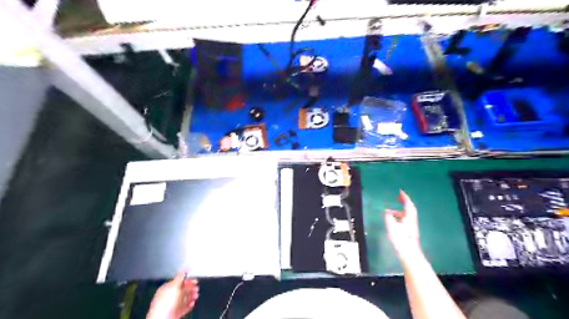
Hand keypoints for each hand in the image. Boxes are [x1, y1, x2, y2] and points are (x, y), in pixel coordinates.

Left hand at [146, 272, 199, 318]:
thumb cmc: (167, 301)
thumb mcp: (174, 286)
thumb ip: (179, 277)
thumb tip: (183, 270)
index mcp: (166, 289)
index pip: (178, 282)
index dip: (187, 280)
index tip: (195, 281)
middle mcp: (168, 297)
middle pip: (181, 290)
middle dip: (190, 289)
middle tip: (197, 288)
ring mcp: (171, 306)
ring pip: (183, 299)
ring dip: (191, 296)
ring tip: (196, 296)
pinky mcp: (174, 313)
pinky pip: (183, 308)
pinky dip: (188, 305)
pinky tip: (192, 303)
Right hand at [384, 191, 418, 263]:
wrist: (409, 254)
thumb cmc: (401, 239)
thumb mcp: (392, 226)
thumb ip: (389, 217)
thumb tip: (387, 212)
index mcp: (409, 217)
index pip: (408, 204)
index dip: (404, 197)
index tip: (400, 191)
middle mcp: (412, 220)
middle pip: (409, 209)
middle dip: (404, 202)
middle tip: (397, 197)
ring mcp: (411, 227)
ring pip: (406, 215)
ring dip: (399, 211)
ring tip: (389, 212)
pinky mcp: (409, 232)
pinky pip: (404, 220)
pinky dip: (398, 217)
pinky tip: (392, 221)